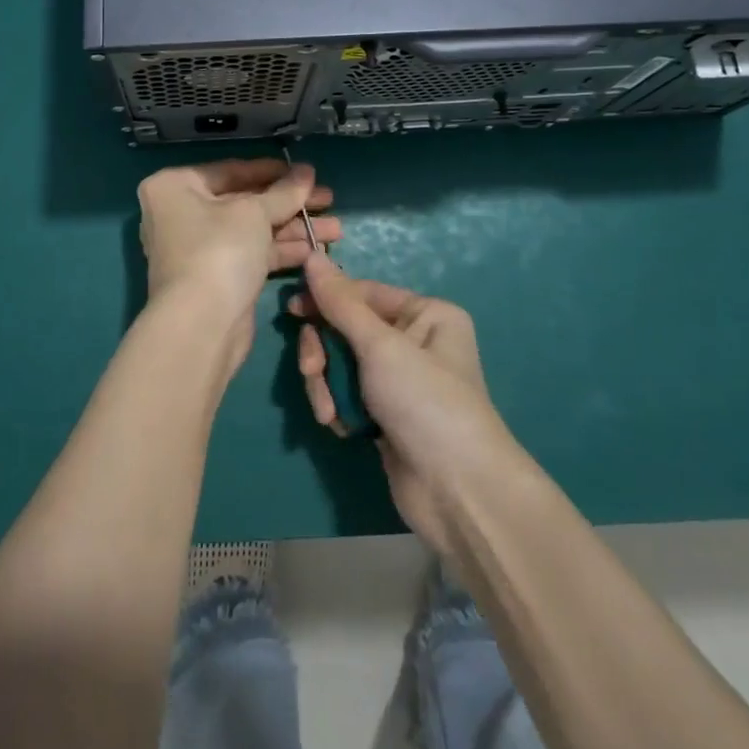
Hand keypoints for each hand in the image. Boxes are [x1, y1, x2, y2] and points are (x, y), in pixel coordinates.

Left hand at [138, 159, 340, 371]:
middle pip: (244, 200)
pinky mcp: (217, 277)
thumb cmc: (219, 251)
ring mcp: (199, 248)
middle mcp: (181, 213)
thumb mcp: (254, 213)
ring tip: (335, 228)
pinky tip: (317, 250)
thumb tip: (307, 171)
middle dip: (289, 203)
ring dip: (293, 228)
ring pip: (252, 229)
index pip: (231, 170)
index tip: (306, 172)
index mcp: (176, 186)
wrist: (200, 327)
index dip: (273, 171)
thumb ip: (284, 191)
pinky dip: (282, 250)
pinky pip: (252, 254)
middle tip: (328, 198)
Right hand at [291, 253, 517, 556]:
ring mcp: (399, 381)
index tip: (292, 309)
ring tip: (329, 412)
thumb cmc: (425, 402)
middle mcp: (415, 341)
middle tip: (311, 370)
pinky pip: (347, 394)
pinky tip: (342, 427)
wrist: (457, 493)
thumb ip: (340, 302)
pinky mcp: (385, 415)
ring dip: (327, 384)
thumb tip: (312, 254)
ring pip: (341, 363)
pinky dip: (337, 407)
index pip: (363, 292)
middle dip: (324, 351)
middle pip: (347, 329)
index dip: (326, 299)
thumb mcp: (380, 346)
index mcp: (426, 313)